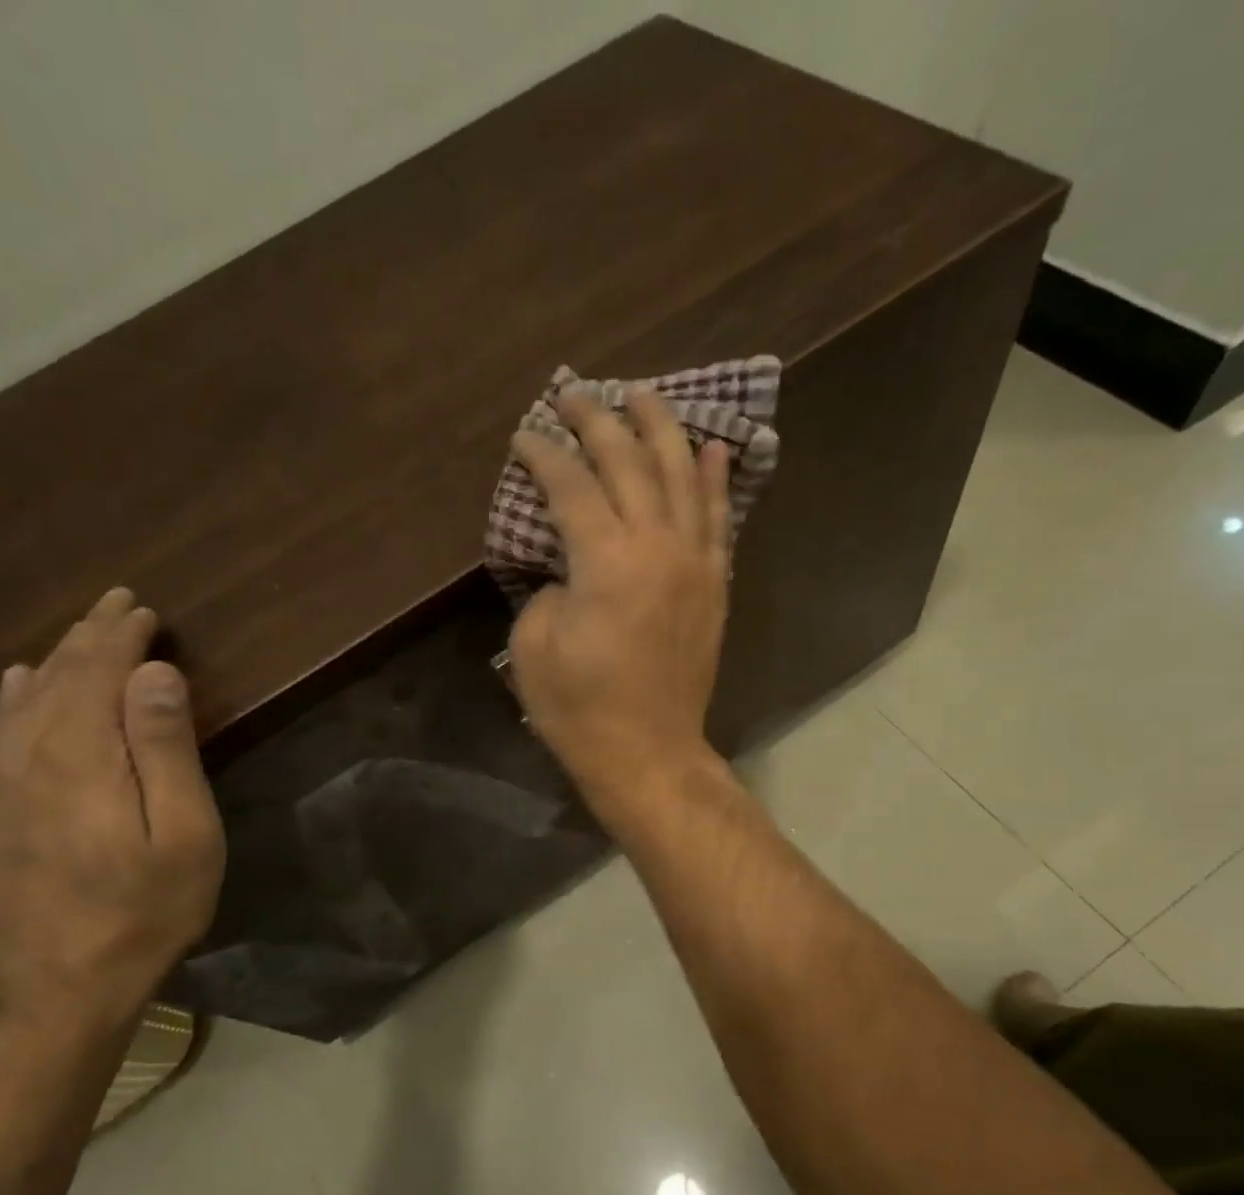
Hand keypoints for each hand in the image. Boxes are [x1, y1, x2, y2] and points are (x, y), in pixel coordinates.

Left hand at [0, 588, 225, 1031]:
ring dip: (58, 660)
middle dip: (91, 636)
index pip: (98, 672)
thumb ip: (165, 749)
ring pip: (25, 701)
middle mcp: (28, 758)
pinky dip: (17, 699)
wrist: (58, 989)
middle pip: (58, 677)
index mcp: (82, 757)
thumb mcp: (183, 833)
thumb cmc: (145, 909)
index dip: (122, 637)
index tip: (145, 611)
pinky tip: (22, 685)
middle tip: (119, 604)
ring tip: (83, 634)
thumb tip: (153, 674)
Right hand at [508, 387, 731, 820]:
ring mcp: (694, 562)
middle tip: (575, 395)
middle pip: (628, 464)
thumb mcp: (533, 645)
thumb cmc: (579, 707)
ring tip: (642, 394)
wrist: (648, 751)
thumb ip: (547, 587)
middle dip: (598, 421)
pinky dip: (714, 480)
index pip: (571, 485)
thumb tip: (569, 567)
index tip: (525, 435)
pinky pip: (718, 519)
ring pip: (681, 476)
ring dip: (660, 429)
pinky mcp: (714, 584)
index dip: (544, 454)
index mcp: (605, 560)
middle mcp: (656, 546)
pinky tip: (711, 448)